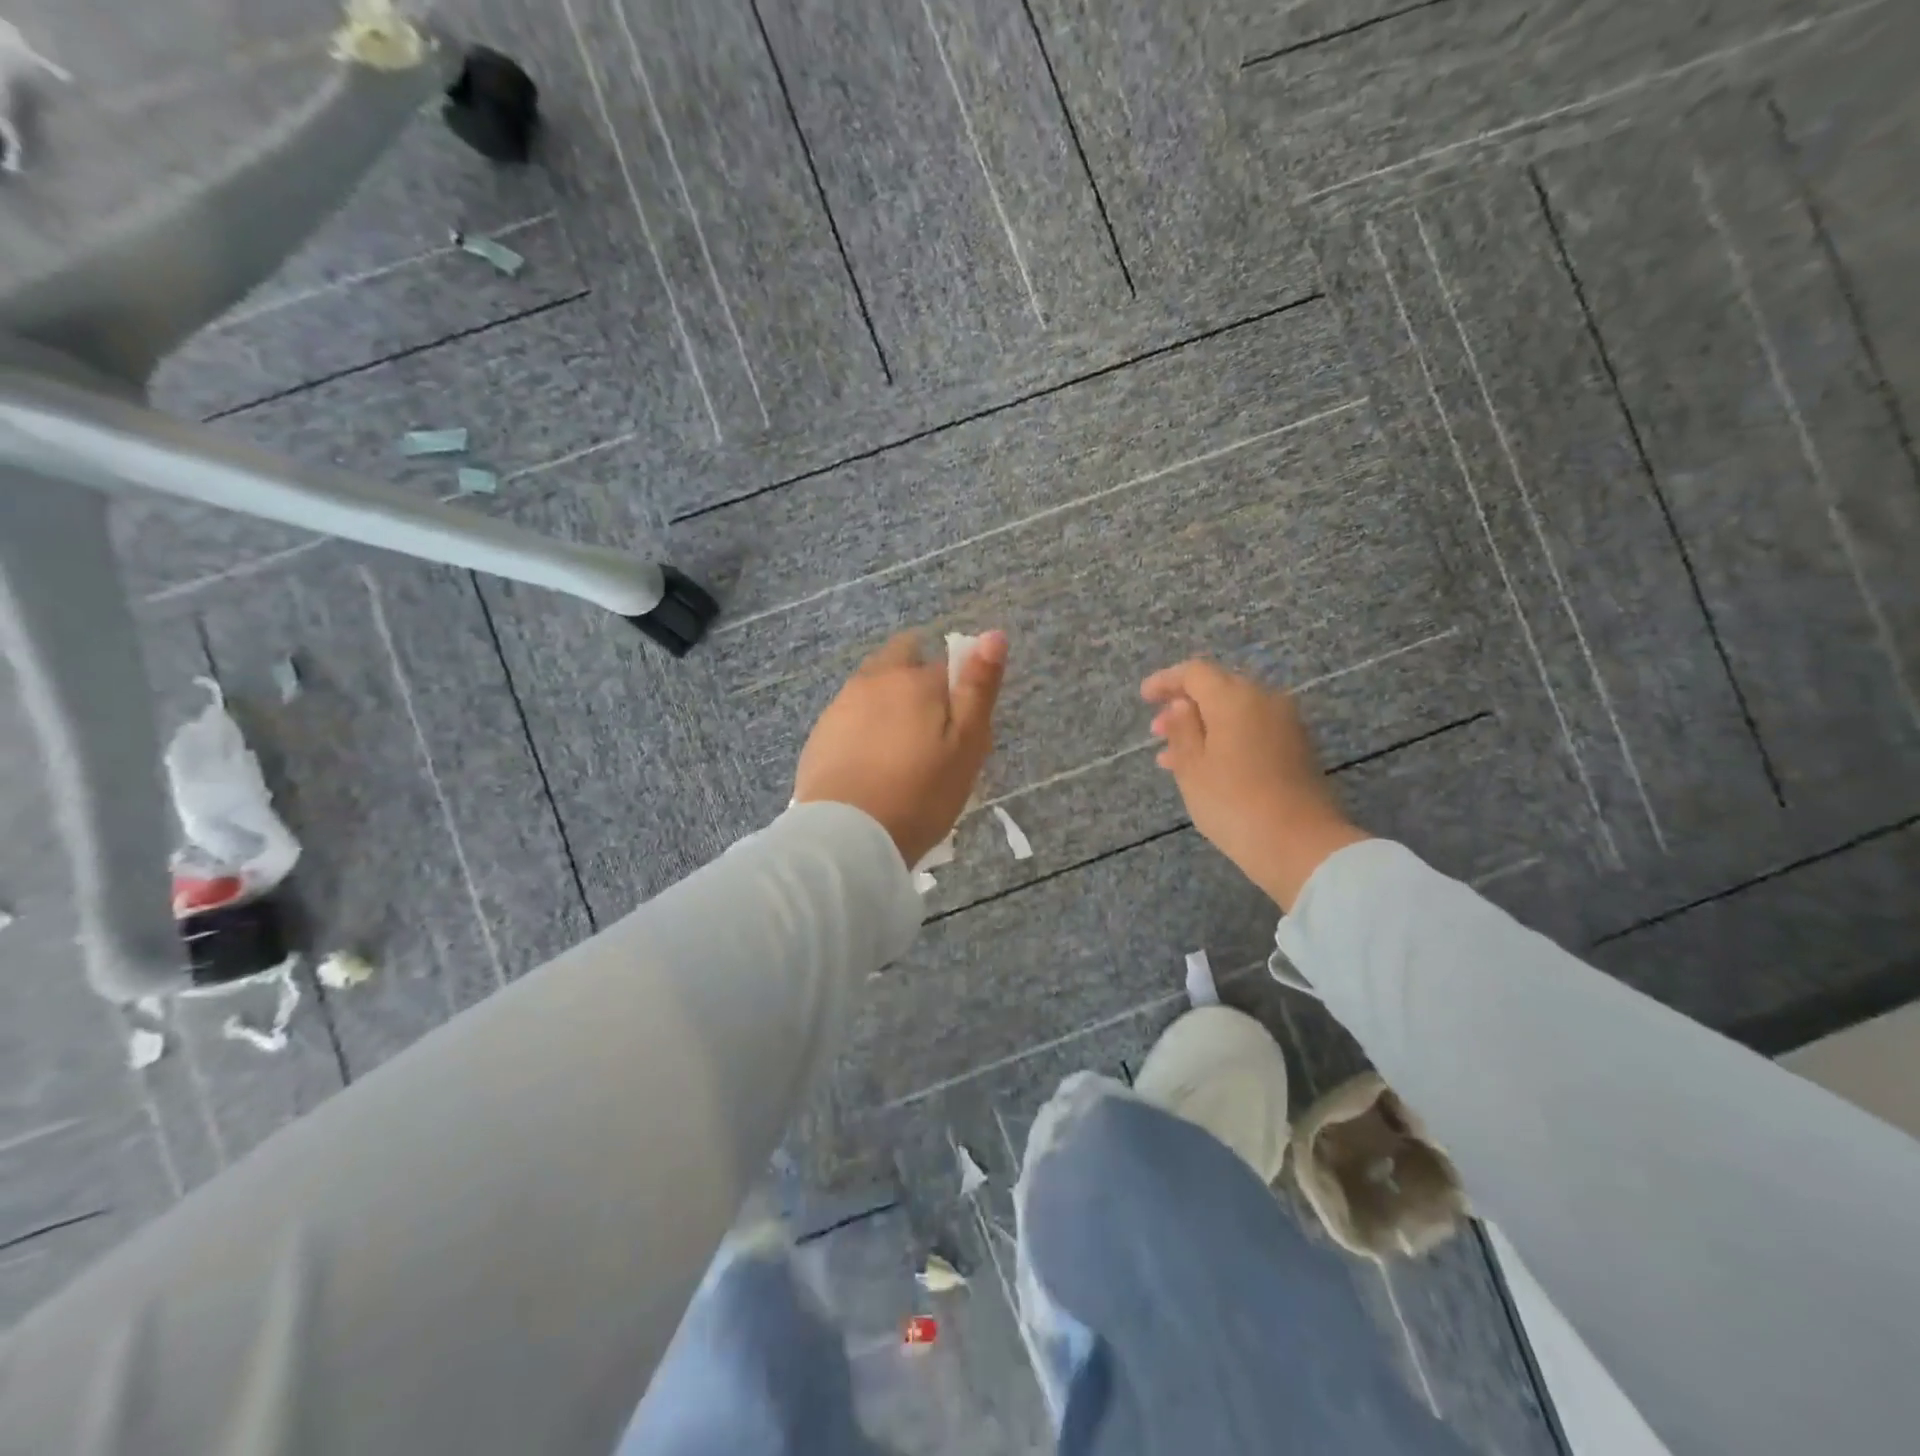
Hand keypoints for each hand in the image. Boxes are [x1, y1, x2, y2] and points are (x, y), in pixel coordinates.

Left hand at [795, 631, 1007, 866]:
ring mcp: (842, 705)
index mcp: (915, 679)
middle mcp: (874, 679)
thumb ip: (978, 687)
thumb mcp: (966, 744)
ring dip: (889, 705)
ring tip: (901, 755)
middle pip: (902, 660)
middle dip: (917, 679)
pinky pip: (851, 717)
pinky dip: (864, 729)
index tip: (962, 727)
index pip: (947, 664)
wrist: (847, 836)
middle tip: (931, 732)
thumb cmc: (920, 793)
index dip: (959, 690)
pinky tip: (871, 766)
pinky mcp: (820, 734)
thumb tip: (993, 634)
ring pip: (873, 688)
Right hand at [1142, 659, 1367, 909]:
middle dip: (1185, 706)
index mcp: (1235, 698)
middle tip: (1157, 733)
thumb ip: (1182, 729)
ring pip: (1235, 712)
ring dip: (1204, 727)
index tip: (1145, 698)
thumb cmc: (1233, 803)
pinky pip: (1253, 729)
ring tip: (1173, 758)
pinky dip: (1226, 739)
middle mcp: (1265, 700)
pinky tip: (1206, 767)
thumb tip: (1182, 705)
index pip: (1195, 672)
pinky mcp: (1297, 748)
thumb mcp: (1192, 767)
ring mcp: (1286, 723)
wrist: (1300, 845)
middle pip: (1219, 689)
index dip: (1166, 681)